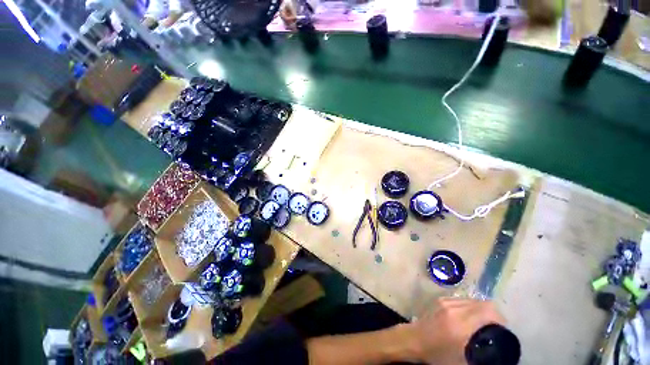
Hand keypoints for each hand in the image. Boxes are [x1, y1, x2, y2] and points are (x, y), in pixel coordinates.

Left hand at [402, 298, 505, 364]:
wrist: (414, 339)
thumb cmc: (437, 353)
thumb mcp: (462, 361)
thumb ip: (481, 356)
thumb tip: (495, 355)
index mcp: (461, 323)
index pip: (488, 311)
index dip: (500, 318)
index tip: (503, 329)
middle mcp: (454, 307)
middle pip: (482, 303)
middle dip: (493, 314)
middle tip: (495, 327)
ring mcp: (445, 301)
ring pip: (472, 299)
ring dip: (481, 309)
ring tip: (483, 322)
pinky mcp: (440, 299)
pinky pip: (461, 299)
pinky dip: (470, 306)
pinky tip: (469, 317)